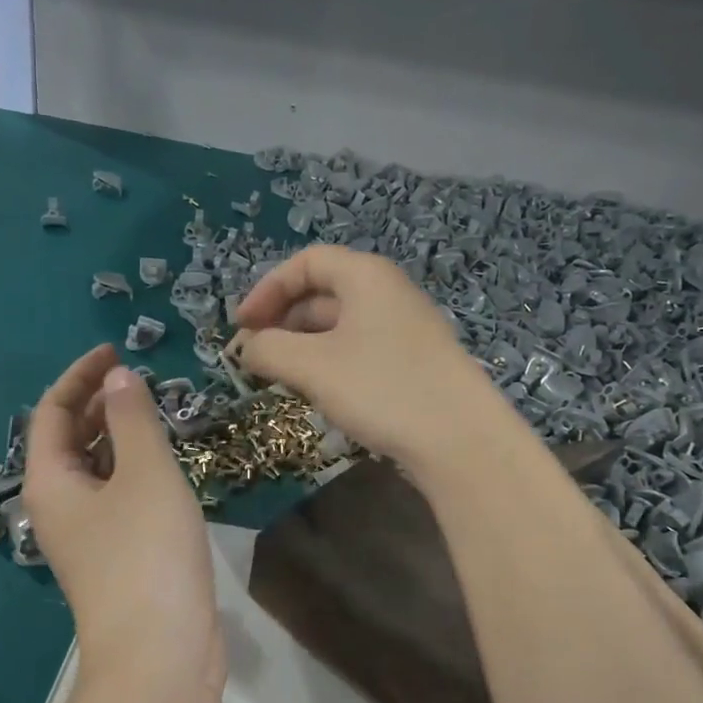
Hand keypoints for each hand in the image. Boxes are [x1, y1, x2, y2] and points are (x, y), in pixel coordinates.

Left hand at [24, 345, 223, 694]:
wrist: (160, 654)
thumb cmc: (147, 555)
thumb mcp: (145, 474)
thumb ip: (133, 419)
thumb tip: (118, 377)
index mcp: (51, 482)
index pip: (53, 412)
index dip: (80, 375)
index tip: (116, 351)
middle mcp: (59, 507)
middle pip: (69, 441)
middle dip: (98, 403)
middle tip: (140, 380)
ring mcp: (87, 537)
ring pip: (96, 470)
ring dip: (119, 436)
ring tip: (155, 413)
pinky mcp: (116, 558)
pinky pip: (118, 497)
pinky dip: (135, 470)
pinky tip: (166, 465)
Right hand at [231, 247, 511, 469]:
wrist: (460, 439)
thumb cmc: (381, 388)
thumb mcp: (312, 366)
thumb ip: (268, 349)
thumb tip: (246, 347)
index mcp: (366, 276)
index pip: (306, 263)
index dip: (267, 290)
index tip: (242, 326)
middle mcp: (388, 293)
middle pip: (323, 293)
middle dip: (282, 320)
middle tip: (256, 356)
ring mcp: (405, 329)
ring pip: (340, 326)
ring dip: (303, 346)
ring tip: (281, 378)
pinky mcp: (413, 363)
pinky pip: (360, 350)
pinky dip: (330, 363)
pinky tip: (320, 393)